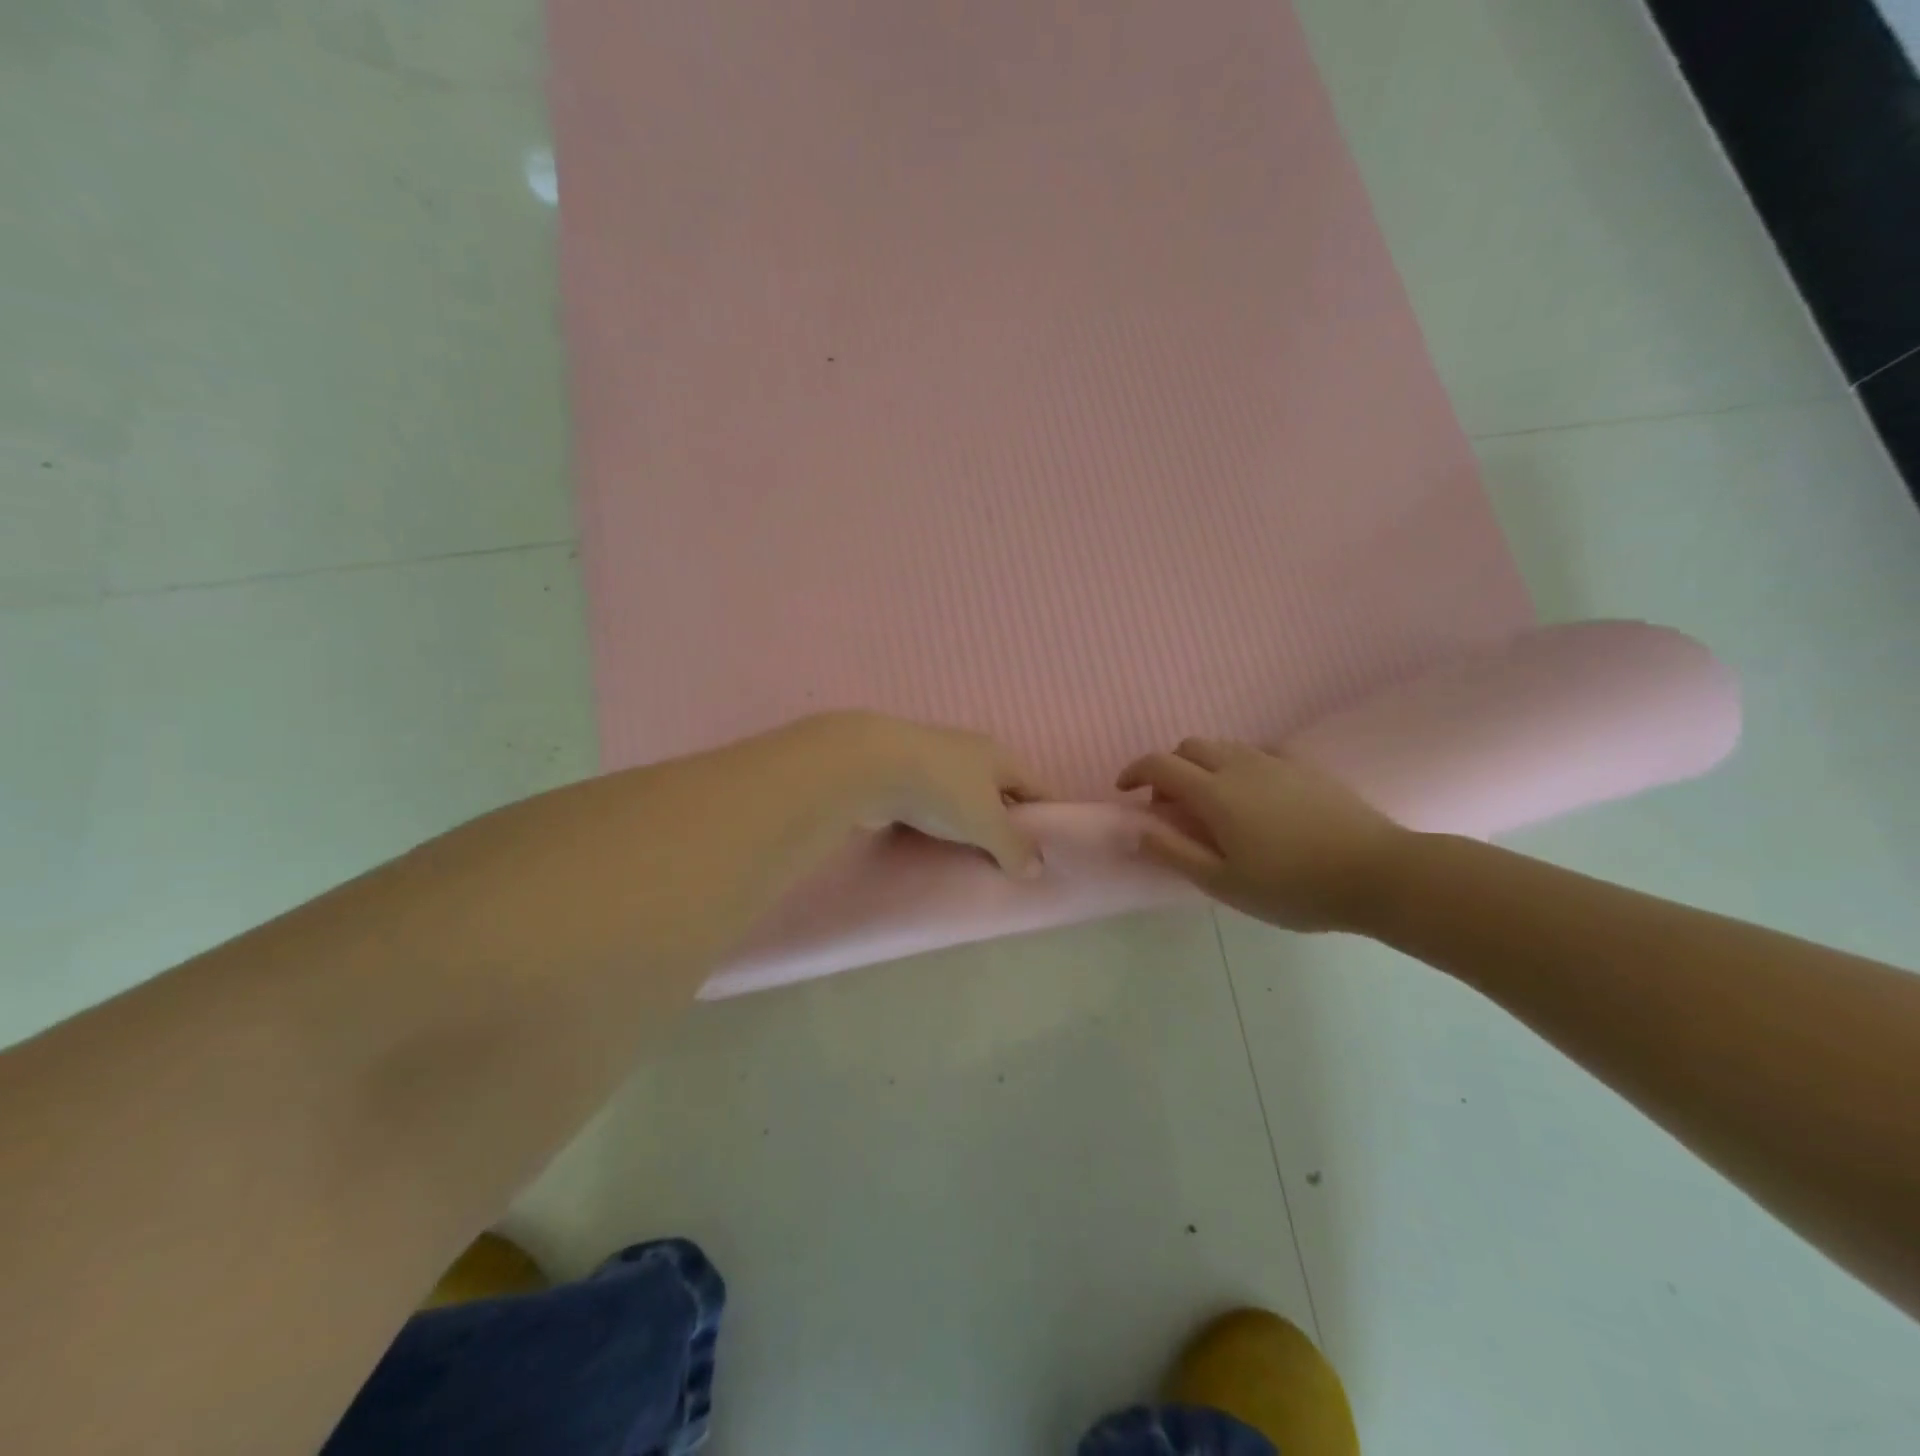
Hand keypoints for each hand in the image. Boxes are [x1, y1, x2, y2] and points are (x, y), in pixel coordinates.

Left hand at [810, 712, 1048, 876]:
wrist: (870, 765)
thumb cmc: (941, 789)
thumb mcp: (985, 823)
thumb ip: (1013, 846)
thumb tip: (1037, 868)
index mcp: (1000, 757)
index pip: (1036, 787)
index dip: (1047, 816)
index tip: (1052, 846)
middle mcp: (970, 753)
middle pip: (999, 792)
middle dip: (1005, 822)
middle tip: (1012, 859)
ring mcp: (934, 761)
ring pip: (962, 798)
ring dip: (968, 824)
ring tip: (973, 858)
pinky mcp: (902, 775)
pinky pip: (931, 805)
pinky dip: (936, 824)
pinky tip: (934, 846)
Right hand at [1116, 738, 1407, 931]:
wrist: (1378, 874)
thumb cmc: (1293, 887)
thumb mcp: (1223, 883)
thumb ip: (1174, 853)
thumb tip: (1136, 829)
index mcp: (1215, 793)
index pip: (1160, 765)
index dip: (1134, 772)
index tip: (1125, 792)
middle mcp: (1240, 765)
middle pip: (1189, 747)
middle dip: (1169, 769)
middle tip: (1171, 807)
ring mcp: (1276, 762)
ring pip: (1224, 746)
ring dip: (1202, 766)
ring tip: (1211, 805)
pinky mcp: (1305, 767)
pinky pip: (1257, 753)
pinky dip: (1238, 766)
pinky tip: (1254, 798)